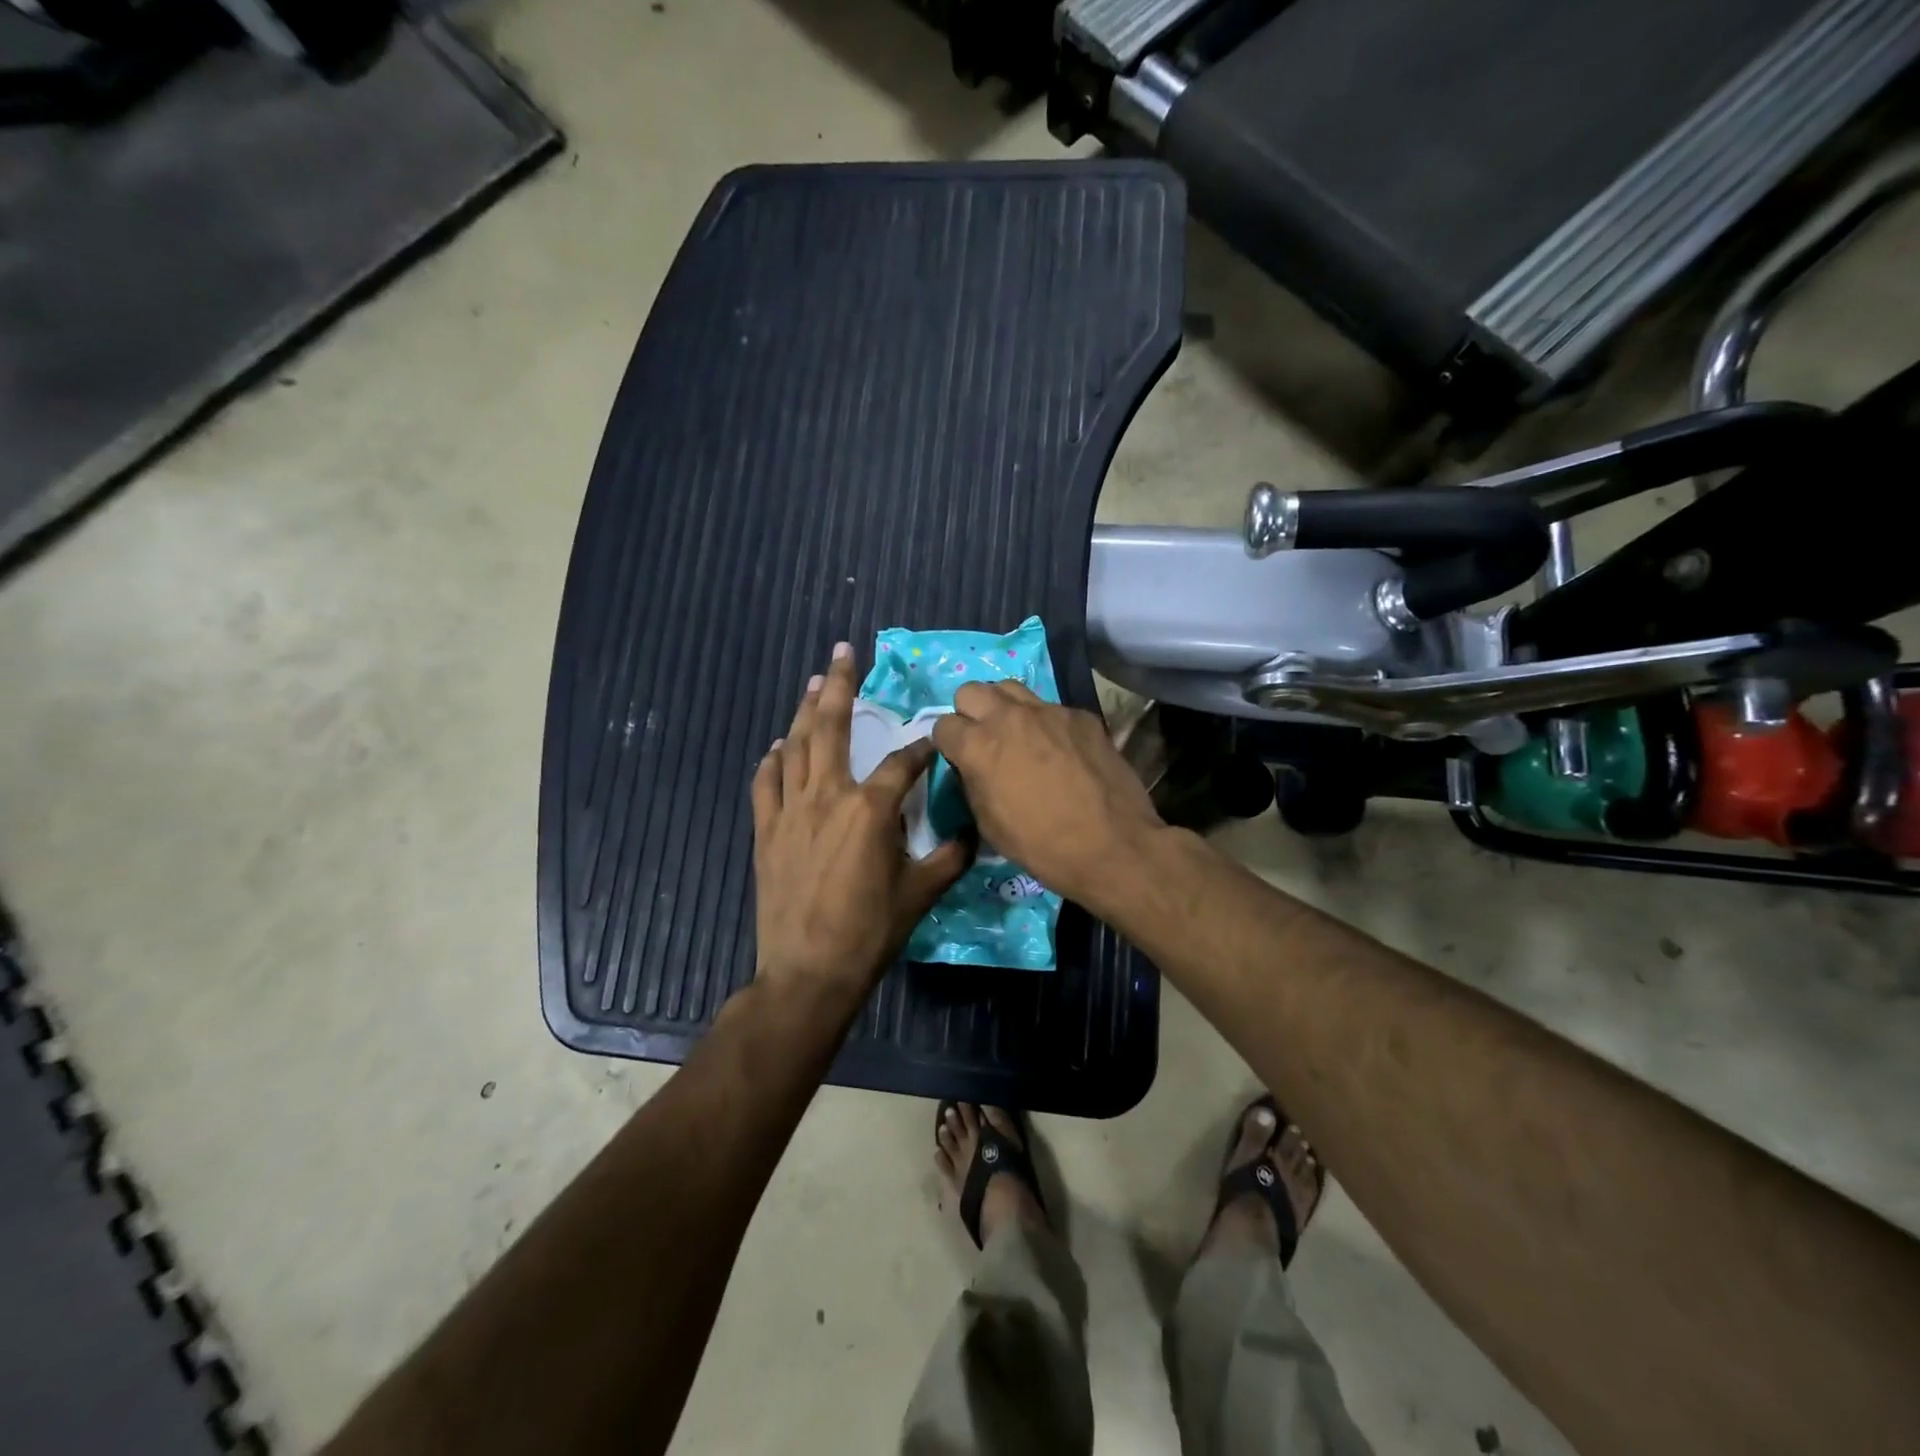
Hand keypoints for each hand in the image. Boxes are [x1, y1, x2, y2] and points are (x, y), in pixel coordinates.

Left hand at [752, 644, 969, 1007]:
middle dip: (839, 685)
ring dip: (804, 710)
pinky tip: (777, 746)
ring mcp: (790, 810)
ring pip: (795, 746)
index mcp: (870, 809)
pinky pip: (765, 783)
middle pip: (831, 727)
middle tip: (843, 652)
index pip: (901, 762)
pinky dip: (772, 760)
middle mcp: (828, 796)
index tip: (934, 739)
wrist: (808, 971)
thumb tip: (974, 832)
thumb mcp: (922, 893)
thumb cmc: (870, 932)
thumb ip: (951, 856)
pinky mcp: (766, 830)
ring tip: (813, 682)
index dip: (921, 748)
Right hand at [931, 682, 1163, 906]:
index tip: (958, 759)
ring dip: (1005, 708)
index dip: (948, 744)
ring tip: (1017, 734)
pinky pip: (1051, 708)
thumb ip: (972, 784)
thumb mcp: (988, 824)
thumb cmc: (1041, 845)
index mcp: (978, 746)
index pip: (942, 725)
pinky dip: (1046, 724)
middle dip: (970, 712)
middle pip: (971, 691)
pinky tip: (1061, 750)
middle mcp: (1009, 717)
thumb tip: (972, 768)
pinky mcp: (1081, 715)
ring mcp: (1049, 711)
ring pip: (1011, 688)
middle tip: (984, 739)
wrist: (1111, 845)